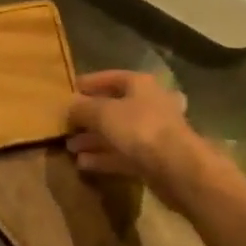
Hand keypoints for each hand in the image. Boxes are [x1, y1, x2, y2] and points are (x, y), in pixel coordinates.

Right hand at [66, 70, 209, 200]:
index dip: (90, 83)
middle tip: (68, 124)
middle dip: (90, 117)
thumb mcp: (103, 113)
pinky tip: (83, 164)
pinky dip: (104, 157)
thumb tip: (69, 105)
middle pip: (115, 107)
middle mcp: (149, 104)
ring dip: (94, 139)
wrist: (177, 168)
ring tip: (70, 147)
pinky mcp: (153, 159)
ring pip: (118, 133)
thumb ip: (83, 108)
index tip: (70, 90)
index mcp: (140, 84)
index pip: (111, 77)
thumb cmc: (140, 128)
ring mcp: (153, 133)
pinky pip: (123, 154)